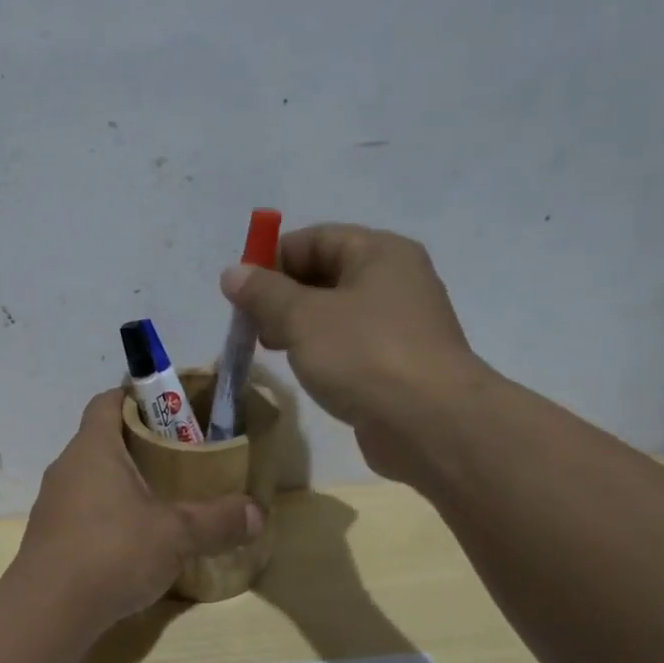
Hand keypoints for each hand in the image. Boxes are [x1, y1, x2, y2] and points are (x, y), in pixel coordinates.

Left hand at [14, 390, 262, 625]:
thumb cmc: (111, 552)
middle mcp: (66, 468)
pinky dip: (110, 515)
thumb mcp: (175, 534)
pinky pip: (84, 511)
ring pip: (92, 478)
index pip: (107, 401)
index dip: (136, 395)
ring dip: (124, 483)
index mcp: (92, 449)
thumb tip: (259, 513)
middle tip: (181, 456)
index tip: (170, 405)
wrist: (47, 612)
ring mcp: (53, 504)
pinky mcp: (50, 538)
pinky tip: (135, 541)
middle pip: (103, 440)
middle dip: (141, 443)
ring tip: (163, 499)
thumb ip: (217, 520)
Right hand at [221, 224, 489, 483]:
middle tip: (251, 326)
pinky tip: (304, 371)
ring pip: (335, 312)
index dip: (272, 259)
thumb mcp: (302, 318)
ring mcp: (400, 324)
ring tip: (271, 350)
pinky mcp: (398, 363)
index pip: (315, 239)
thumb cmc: (364, 355)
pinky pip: (350, 344)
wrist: (430, 423)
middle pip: (325, 274)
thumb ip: (263, 293)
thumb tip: (233, 273)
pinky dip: (322, 351)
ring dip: (298, 326)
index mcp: (380, 253)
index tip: (239, 292)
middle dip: (282, 296)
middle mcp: (395, 280)